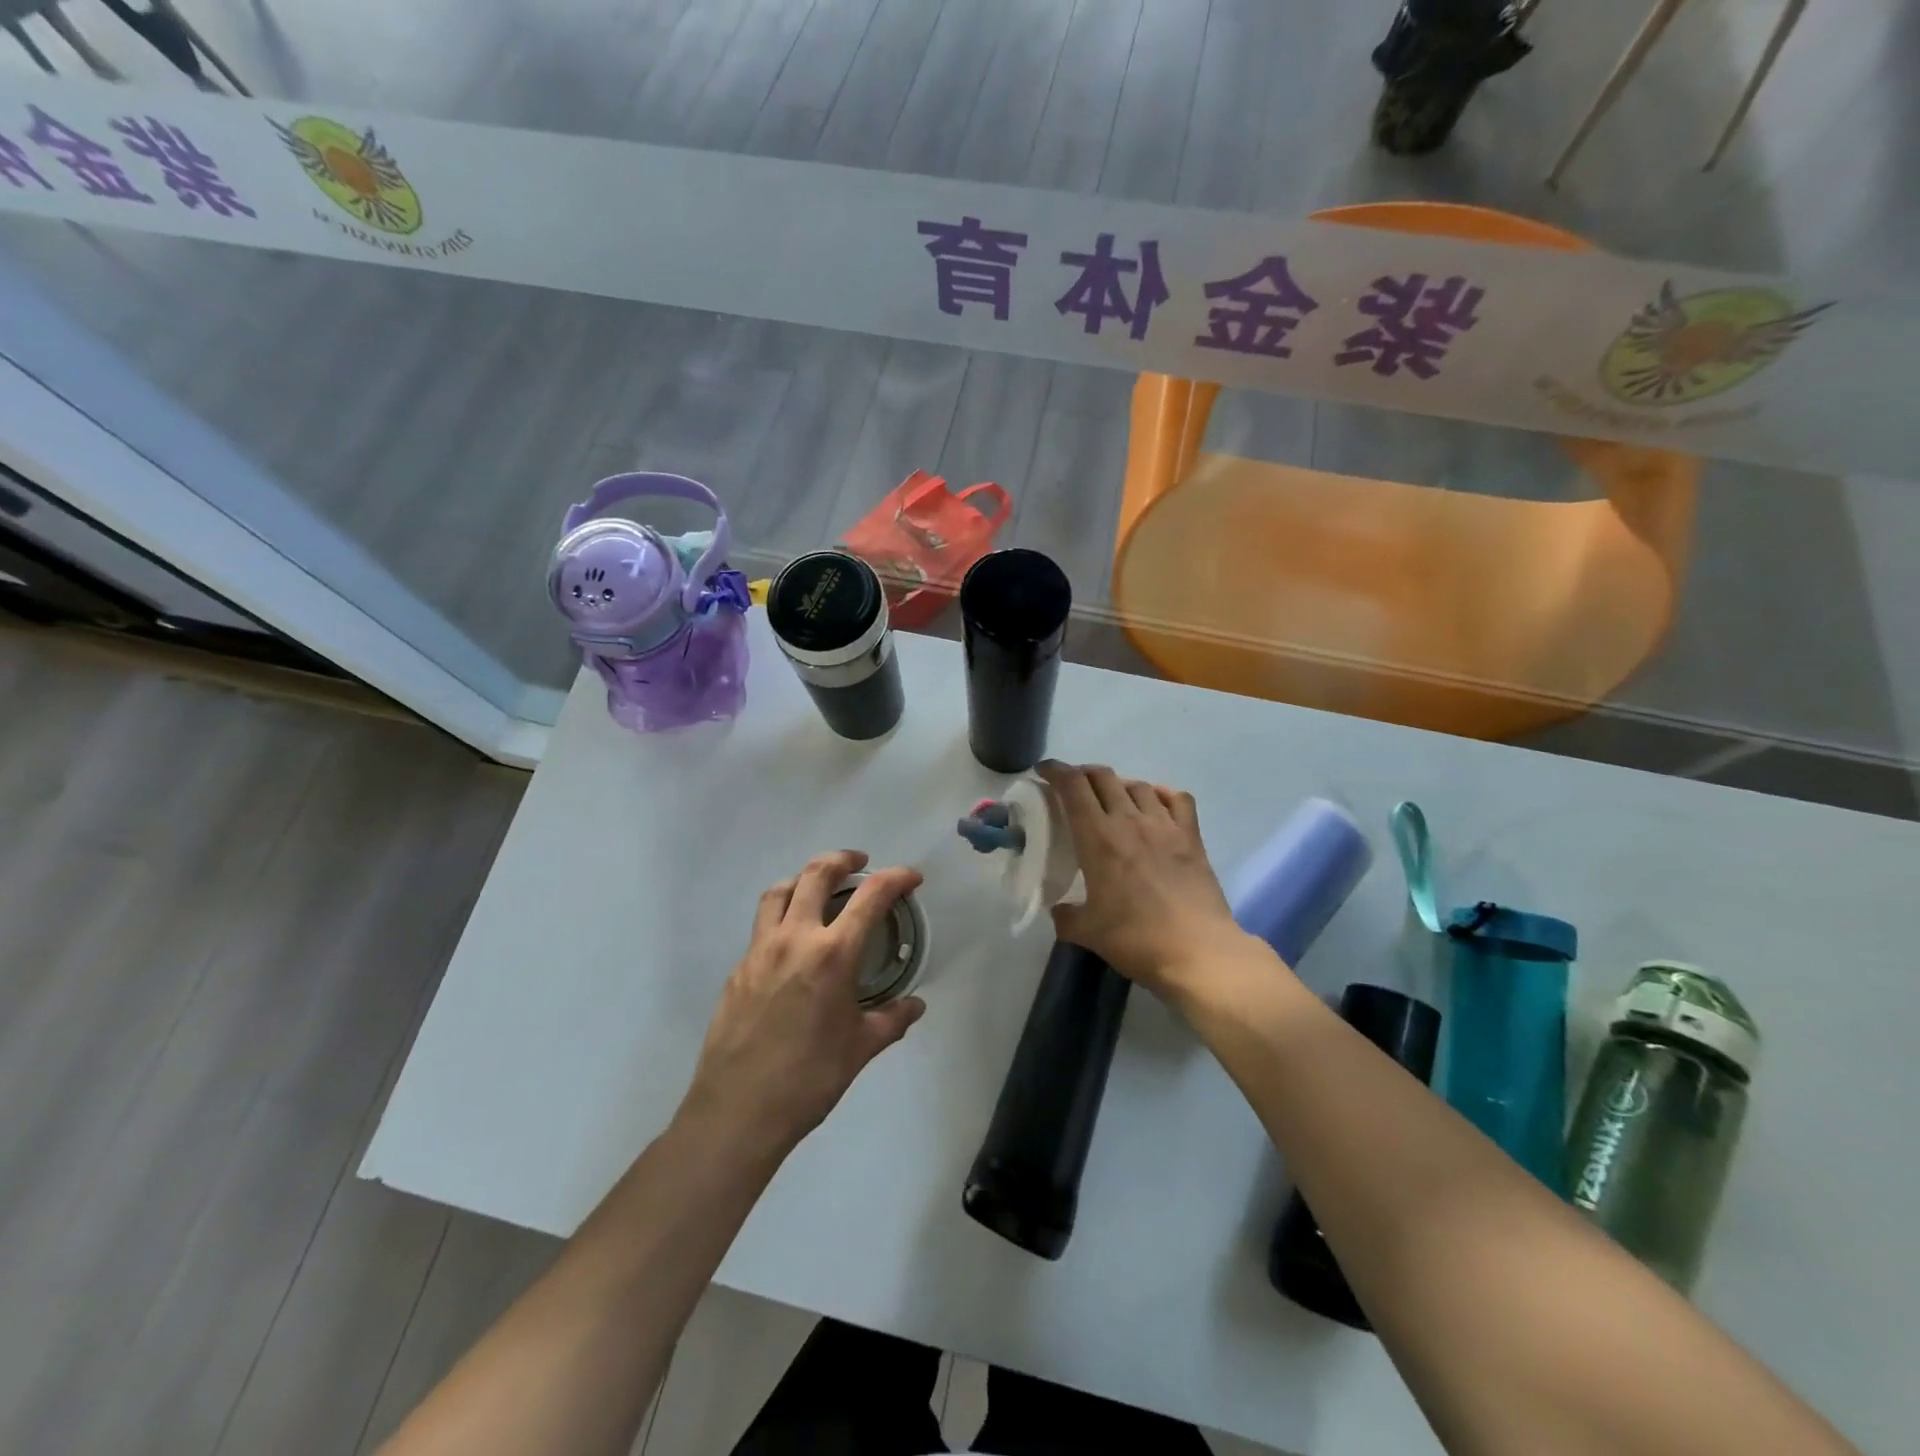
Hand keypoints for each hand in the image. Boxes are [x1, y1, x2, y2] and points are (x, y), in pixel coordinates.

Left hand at [681, 851, 925, 1160]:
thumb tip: (914, 1006)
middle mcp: (795, 938)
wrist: (737, 1112)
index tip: (911, 877)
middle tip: (860, 863)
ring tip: (819, 887)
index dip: (895, 878)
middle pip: (816, 874)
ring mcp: (760, 950)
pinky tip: (793, 943)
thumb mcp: (860, 1048)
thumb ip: (891, 1019)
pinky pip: (762, 926)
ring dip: (804, 878)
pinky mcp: (738, 968)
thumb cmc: (808, 1079)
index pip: (871, 896)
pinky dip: (782, 916)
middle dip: (842, 859)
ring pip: (779, 891)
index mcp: (833, 954)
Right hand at [1041, 762, 1257, 997]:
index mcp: (1098, 838)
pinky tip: (1155, 803)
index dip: (1055, 771)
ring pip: (1138, 785)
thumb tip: (1059, 909)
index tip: (1044, 770)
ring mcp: (1164, 826)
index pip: (1073, 787)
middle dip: (1083, 774)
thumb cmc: (1136, 940)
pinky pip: (1177, 798)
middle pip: (1103, 777)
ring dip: (1119, 784)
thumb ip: (1066, 916)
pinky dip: (1161, 793)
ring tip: (1112, 798)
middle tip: (1074, 787)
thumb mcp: (1087, 932)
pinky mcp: (1192, 837)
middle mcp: (1129, 821)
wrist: (1198, 952)